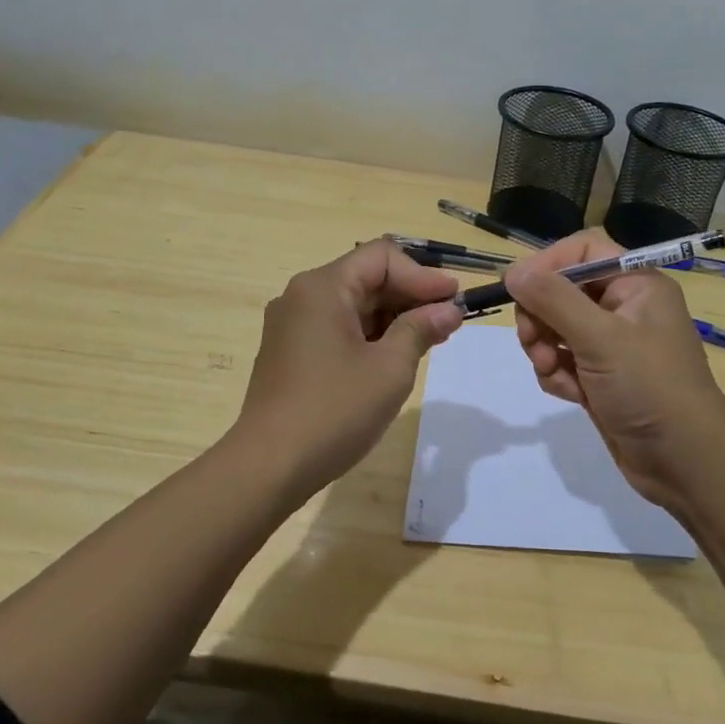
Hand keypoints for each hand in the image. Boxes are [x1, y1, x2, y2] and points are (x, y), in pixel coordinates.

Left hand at [233, 238, 463, 500]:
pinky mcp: (289, 352)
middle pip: (366, 278)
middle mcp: (302, 296)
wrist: (269, 466)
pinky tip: (395, 356)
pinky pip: (337, 328)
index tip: (455, 299)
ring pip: (353, 305)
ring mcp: (291, 325)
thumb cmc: (334, 411)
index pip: (382, 257)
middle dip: (410, 296)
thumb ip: (421, 329)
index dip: (423, 275)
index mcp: (323, 288)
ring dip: (393, 317)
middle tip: (450, 321)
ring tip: (430, 339)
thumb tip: (448, 309)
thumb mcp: (390, 368)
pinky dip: (369, 335)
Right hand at [506, 231, 724, 511]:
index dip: (549, 264)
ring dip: (544, 349)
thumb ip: (553, 300)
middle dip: (541, 315)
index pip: (583, 250)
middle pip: (561, 289)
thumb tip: (513, 272)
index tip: (521, 289)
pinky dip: (556, 374)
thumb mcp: (600, 338)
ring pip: (555, 327)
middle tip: (533, 341)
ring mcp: (611, 344)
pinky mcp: (600, 376)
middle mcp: (624, 307)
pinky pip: (561, 360)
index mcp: (636, 284)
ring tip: (553, 372)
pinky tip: (569, 394)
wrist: (686, 463)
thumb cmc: (650, 388)